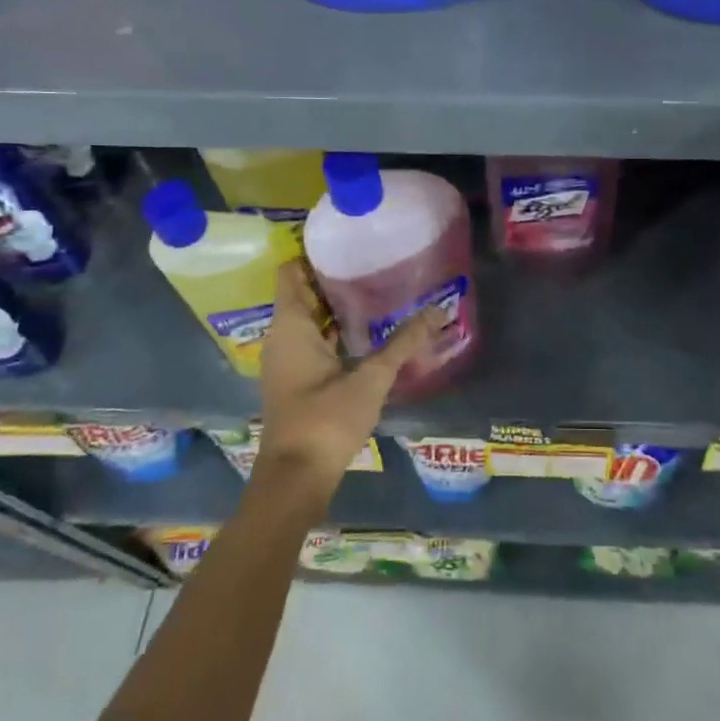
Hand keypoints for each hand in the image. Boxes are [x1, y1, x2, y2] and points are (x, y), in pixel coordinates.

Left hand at [252, 261, 440, 500]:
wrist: (295, 479)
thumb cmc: (326, 420)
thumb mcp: (371, 379)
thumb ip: (404, 343)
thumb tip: (438, 312)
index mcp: (291, 326)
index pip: (292, 272)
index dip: (313, 253)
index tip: (347, 241)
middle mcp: (282, 337)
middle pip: (302, 292)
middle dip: (333, 277)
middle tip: (372, 261)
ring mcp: (286, 359)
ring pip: (308, 318)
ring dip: (335, 305)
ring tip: (375, 288)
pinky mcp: (295, 379)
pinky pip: (312, 338)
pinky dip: (333, 329)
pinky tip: (365, 331)